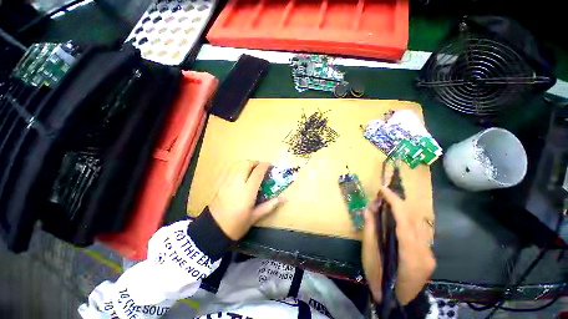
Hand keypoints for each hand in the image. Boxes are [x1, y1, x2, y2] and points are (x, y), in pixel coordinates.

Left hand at [209, 161, 283, 240]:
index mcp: (247, 191)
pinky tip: (240, 175)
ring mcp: (226, 182)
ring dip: (246, 164)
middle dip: (255, 163)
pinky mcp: (220, 183)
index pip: (258, 172)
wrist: (213, 229)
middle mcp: (237, 183)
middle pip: (246, 164)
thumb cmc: (236, 224)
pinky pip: (229, 169)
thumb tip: (284, 198)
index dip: (265, 166)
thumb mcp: (255, 216)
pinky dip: (237, 168)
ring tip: (251, 170)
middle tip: (260, 168)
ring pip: (237, 164)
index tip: (270, 165)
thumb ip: (270, 205)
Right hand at [362, 186, 435, 304]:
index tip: (382, 189)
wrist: (397, 302)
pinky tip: (395, 219)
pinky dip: (405, 221)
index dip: (394, 201)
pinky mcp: (429, 255)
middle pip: (413, 219)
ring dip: (401, 211)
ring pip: (416, 224)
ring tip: (386, 204)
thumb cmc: (379, 279)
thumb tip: (370, 208)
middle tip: (381, 196)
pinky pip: (417, 231)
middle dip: (397, 203)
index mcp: (411, 254)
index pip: (405, 220)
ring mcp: (429, 254)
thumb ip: (371, 229)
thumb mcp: (369, 254)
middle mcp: (425, 252)